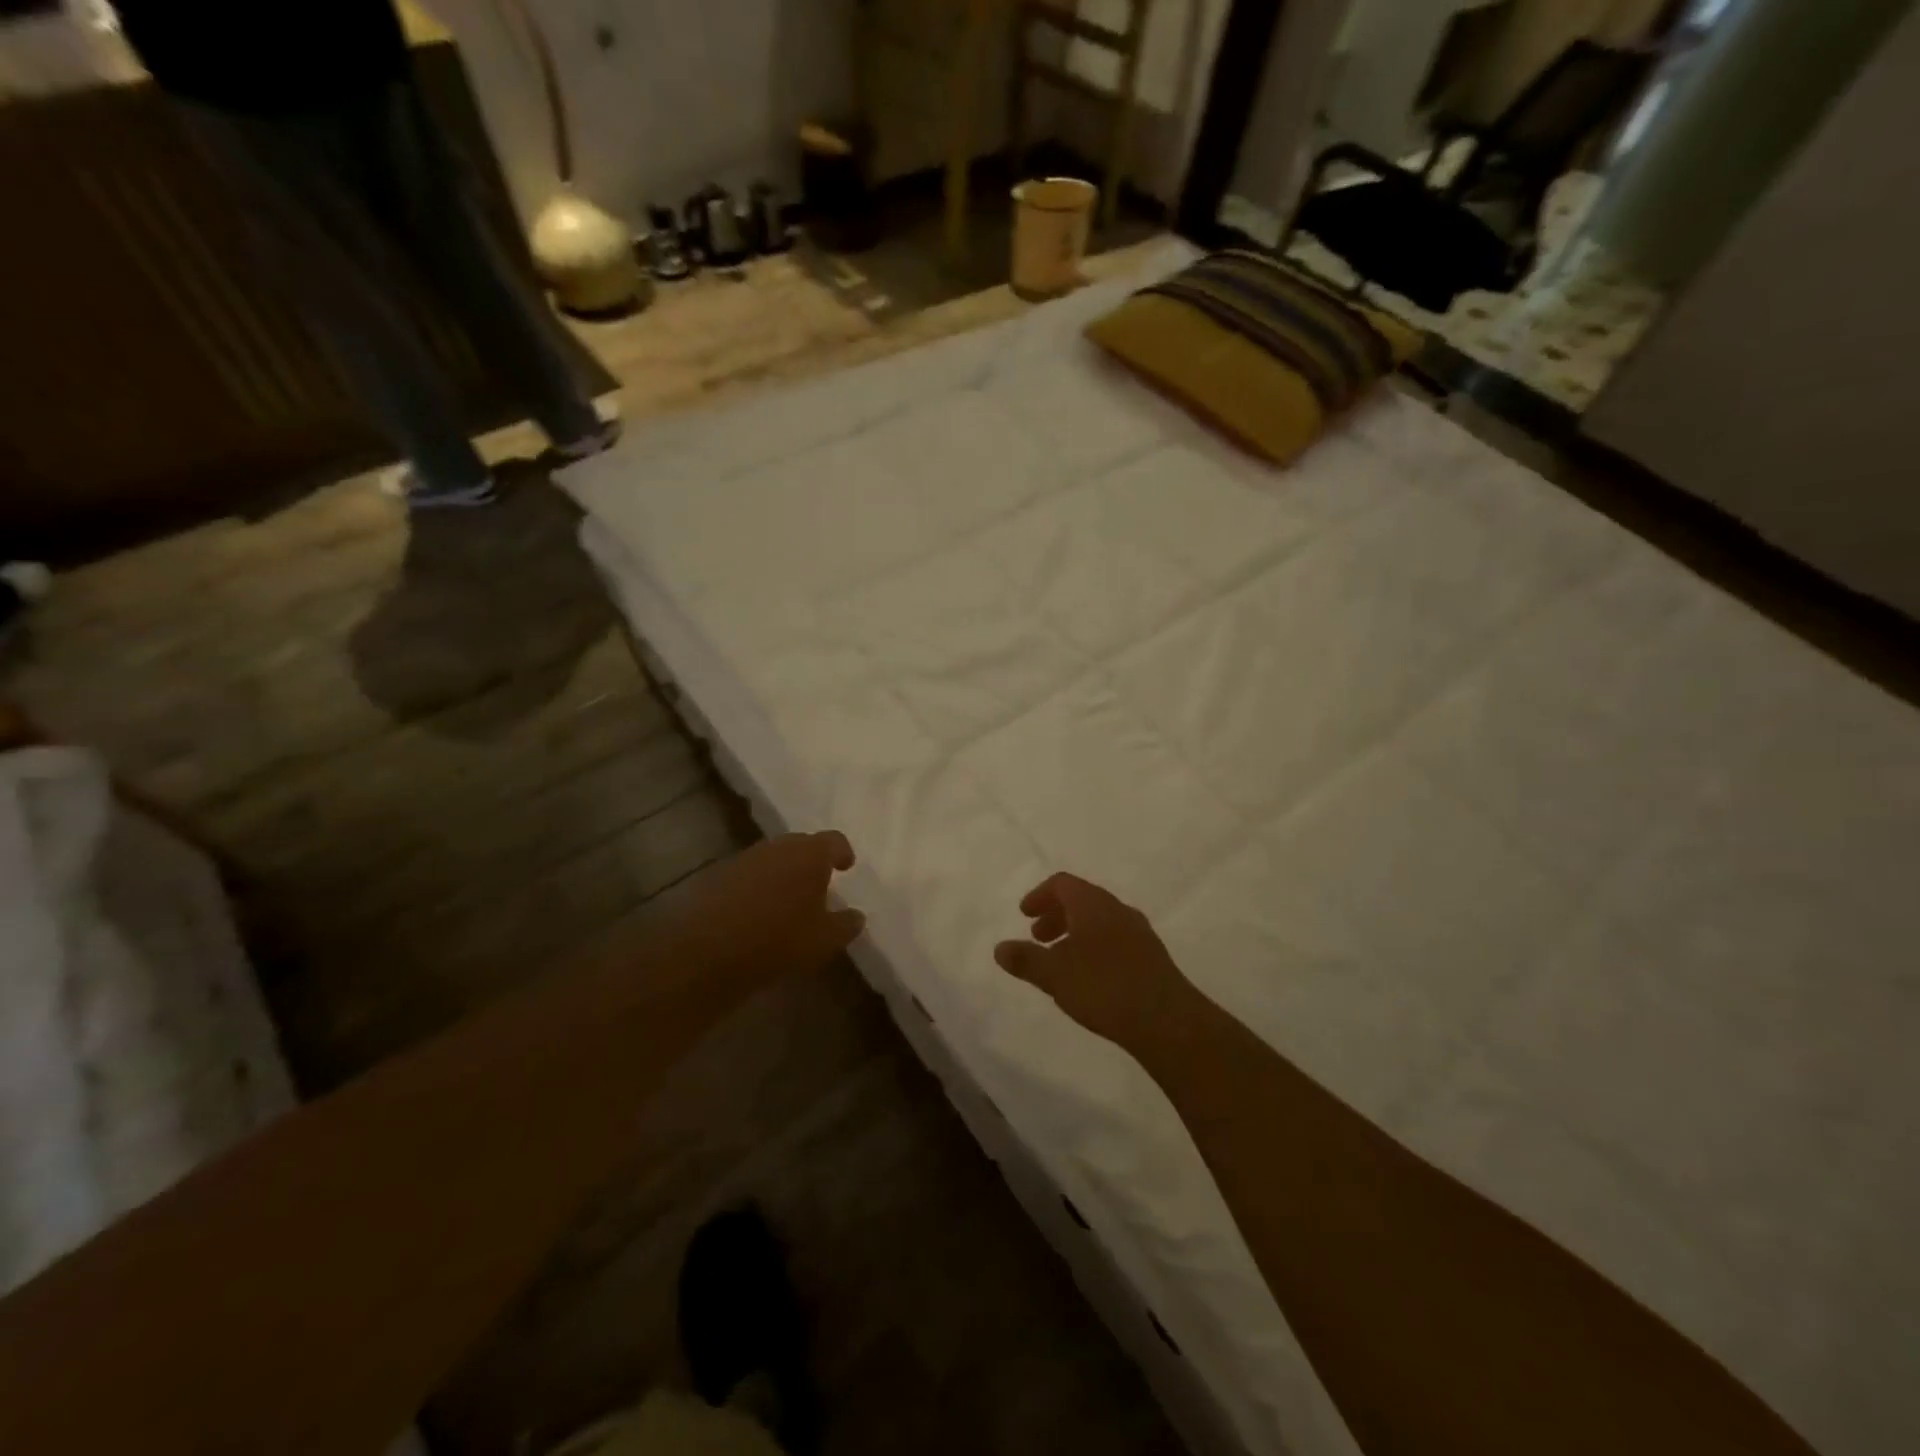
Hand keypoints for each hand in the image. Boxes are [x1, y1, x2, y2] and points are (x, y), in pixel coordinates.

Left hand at [646, 831, 864, 989]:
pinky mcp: (718, 875)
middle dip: (812, 862)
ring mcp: (745, 858)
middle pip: (802, 845)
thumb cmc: (778, 939)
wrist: (705, 949)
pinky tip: (759, 911)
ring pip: (773, 859)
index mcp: (810, 854)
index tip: (846, 866)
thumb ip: (846, 925)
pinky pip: (749, 874)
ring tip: (789, 900)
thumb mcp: (824, 940)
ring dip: (783, 873)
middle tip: (820, 884)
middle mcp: (778, 847)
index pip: (834, 841)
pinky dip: (759, 886)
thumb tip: (856, 916)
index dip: (843, 852)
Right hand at [993, 873, 1202, 1055]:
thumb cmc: (1104, 988)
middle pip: (1082, 900)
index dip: (1040, 895)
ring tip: (1060, 961)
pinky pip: (1116, 940)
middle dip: (1056, 915)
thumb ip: (1025, 959)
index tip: (1024, 914)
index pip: (1063, 883)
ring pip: (1100, 921)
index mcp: (1093, 904)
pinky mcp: (1152, 957)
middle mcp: (1118, 910)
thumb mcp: (1055, 975)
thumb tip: (999, 948)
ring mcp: (1139, 933)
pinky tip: (1089, 978)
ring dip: (1075, 933)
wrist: (1167, 1021)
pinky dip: (1094, 947)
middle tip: (1038, 937)